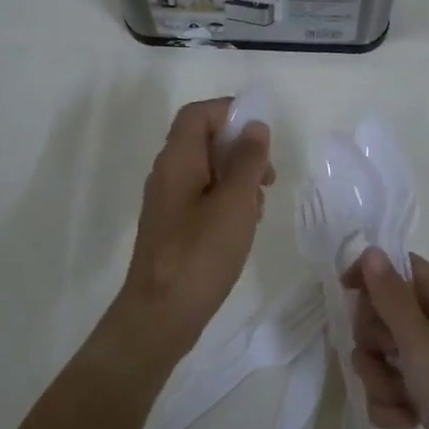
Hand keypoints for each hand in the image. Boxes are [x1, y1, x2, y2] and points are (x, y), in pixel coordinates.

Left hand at [114, 97, 273, 358]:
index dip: (230, 112)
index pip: (198, 114)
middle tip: (267, 177)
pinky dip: (226, 204)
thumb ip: (247, 161)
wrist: (160, 315)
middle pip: (203, 141)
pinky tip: (243, 229)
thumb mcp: (234, 203)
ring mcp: (167, 204)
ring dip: (237, 180)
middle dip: (240, 150)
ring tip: (258, 208)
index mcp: (177, 160)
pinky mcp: (172, 230)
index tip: (262, 136)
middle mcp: (167, 175)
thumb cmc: (200, 255)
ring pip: (206, 173)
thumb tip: (253, 126)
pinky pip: (201, 200)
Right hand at [343, 248, 428, 428]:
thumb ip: (392, 298)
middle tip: (391, 357)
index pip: (399, 268)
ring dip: (380, 380)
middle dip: (373, 341)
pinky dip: (390, 405)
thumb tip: (371, 250)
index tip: (347, 292)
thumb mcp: (423, 344)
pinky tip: (409, 419)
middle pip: (380, 314)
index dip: (370, 275)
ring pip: (378, 356)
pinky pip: (386, 389)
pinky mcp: (423, 396)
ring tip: (404, 397)